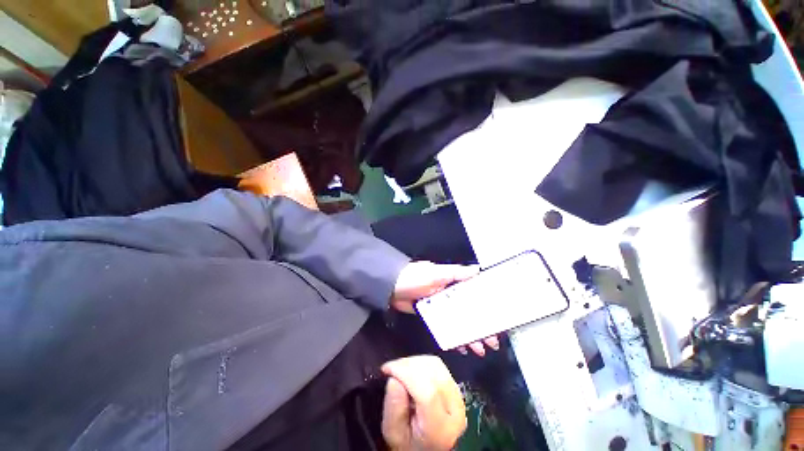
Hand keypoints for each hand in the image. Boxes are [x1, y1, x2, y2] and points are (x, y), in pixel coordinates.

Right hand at [381, 356, 466, 450]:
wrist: (425, 448)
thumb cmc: (407, 443)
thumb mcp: (393, 433)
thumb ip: (393, 409)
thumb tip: (394, 379)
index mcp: (441, 428)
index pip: (428, 391)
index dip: (406, 373)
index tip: (387, 369)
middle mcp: (455, 411)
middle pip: (433, 373)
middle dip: (407, 365)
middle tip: (391, 369)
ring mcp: (458, 397)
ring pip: (436, 365)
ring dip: (414, 362)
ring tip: (399, 370)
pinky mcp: (455, 387)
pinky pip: (438, 365)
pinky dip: (421, 362)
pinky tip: (410, 370)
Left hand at [392, 261, 499, 356]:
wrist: (391, 287)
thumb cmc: (415, 277)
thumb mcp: (436, 273)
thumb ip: (456, 273)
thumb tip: (477, 269)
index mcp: (452, 283)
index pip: (474, 295)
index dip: (485, 306)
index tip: (497, 320)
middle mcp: (448, 294)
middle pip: (468, 311)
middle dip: (481, 326)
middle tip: (492, 342)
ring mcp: (439, 306)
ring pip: (459, 322)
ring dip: (469, 334)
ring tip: (480, 349)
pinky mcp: (431, 316)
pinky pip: (445, 327)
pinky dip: (453, 337)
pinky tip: (461, 347)